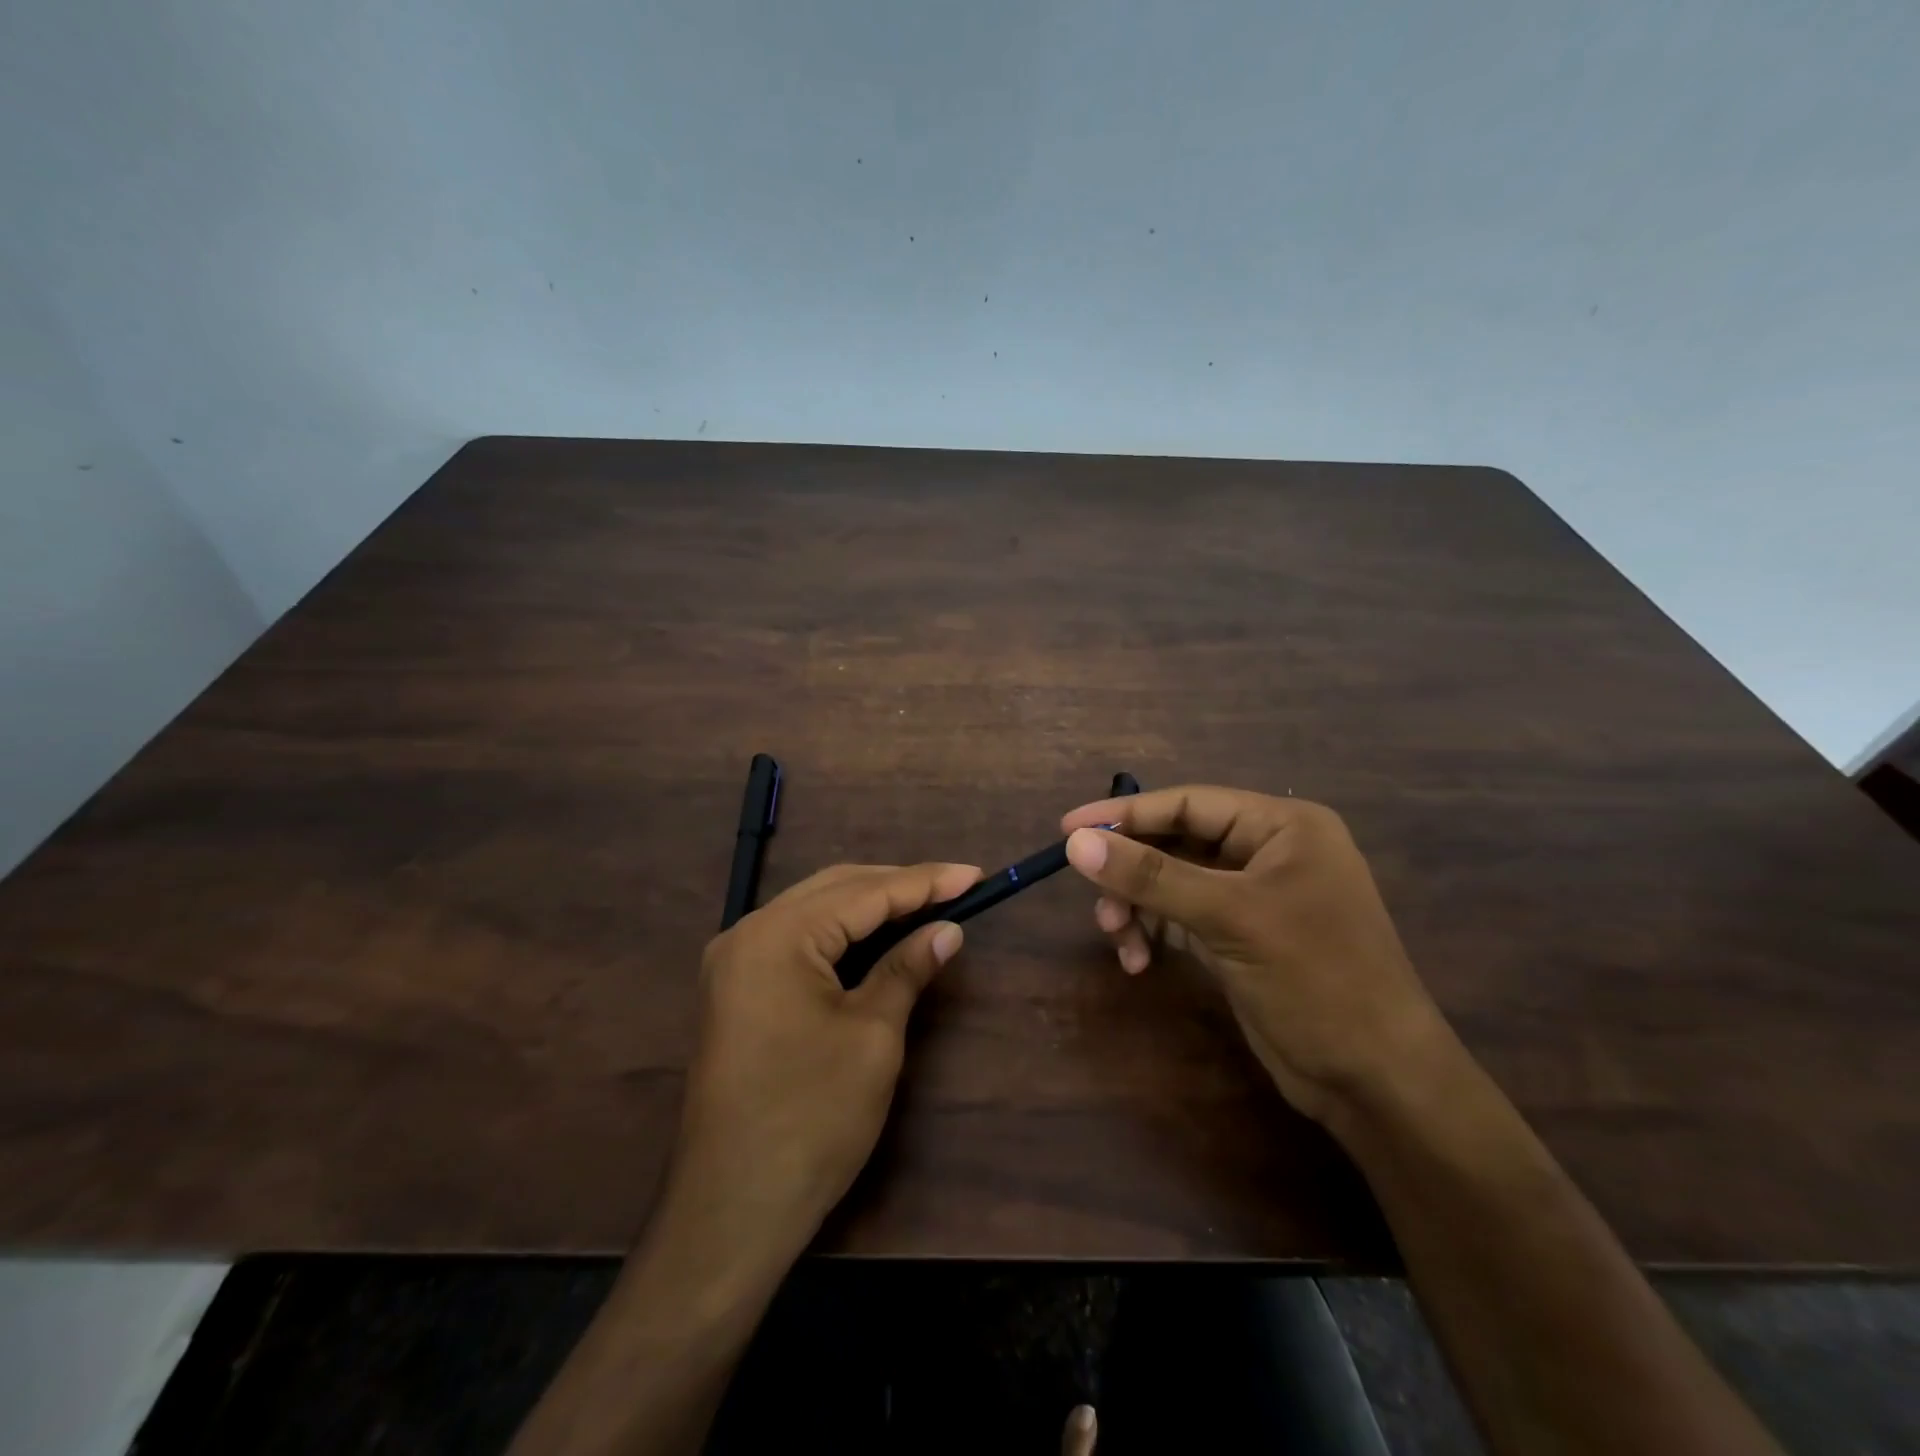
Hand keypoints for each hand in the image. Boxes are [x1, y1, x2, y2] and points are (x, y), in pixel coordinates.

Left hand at [664, 861, 978, 1267]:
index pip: (865, 892)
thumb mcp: (872, 1037)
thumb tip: (948, 930)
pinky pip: (798, 938)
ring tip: (927, 904)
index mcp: (777, 936)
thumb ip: (907, 969)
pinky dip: (842, 931)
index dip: (926, 882)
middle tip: (956, 887)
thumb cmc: (810, 1120)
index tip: (975, 874)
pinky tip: (877, 935)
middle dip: (898, 885)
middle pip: (835, 888)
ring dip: (870, 904)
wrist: (732, 1209)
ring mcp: (735, 961)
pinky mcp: (737, 988)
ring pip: (815, 909)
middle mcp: (747, 932)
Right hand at [1060, 786, 1452, 1124]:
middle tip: (1096, 902)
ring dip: (1137, 907)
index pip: (1188, 804)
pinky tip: (1138, 962)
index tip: (1067, 828)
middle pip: (1175, 843)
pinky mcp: (1240, 935)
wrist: (1375, 1080)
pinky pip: (1180, 917)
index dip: (1126, 813)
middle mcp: (1267, 851)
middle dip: (1131, 873)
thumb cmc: (1316, 980)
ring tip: (1117, 939)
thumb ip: (1151, 876)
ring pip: (1171, 882)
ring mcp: (1253, 895)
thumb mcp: (1230, 919)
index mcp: (1281, 826)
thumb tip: (1077, 843)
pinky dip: (1153, 933)